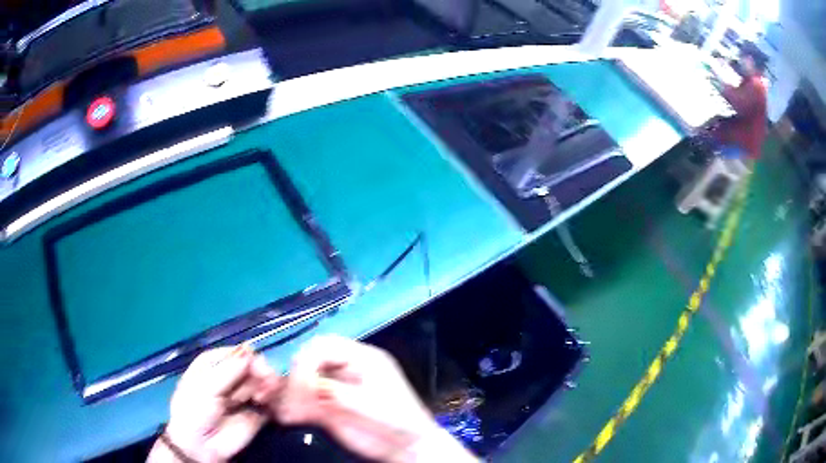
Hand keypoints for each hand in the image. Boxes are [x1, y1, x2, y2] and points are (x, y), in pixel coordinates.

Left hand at [148, 345, 280, 462]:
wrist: (201, 446)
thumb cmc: (194, 410)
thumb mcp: (206, 386)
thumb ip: (229, 370)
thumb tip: (251, 351)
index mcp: (213, 364)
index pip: (235, 353)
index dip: (247, 357)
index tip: (258, 363)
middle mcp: (229, 377)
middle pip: (251, 367)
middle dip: (259, 372)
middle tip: (266, 381)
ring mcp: (243, 396)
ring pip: (262, 383)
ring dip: (266, 386)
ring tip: (262, 397)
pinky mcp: (257, 413)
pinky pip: (270, 402)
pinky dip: (273, 400)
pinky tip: (269, 403)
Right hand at [275, 336, 475, 462]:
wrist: (407, 449)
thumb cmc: (400, 423)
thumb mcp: (372, 405)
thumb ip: (339, 393)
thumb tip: (308, 383)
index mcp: (362, 359)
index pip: (325, 346)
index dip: (307, 360)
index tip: (300, 383)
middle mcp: (345, 369)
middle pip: (309, 360)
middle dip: (294, 377)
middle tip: (287, 397)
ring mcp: (335, 387)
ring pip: (301, 381)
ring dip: (288, 393)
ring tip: (285, 411)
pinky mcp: (327, 406)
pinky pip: (302, 401)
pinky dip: (292, 407)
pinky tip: (287, 416)